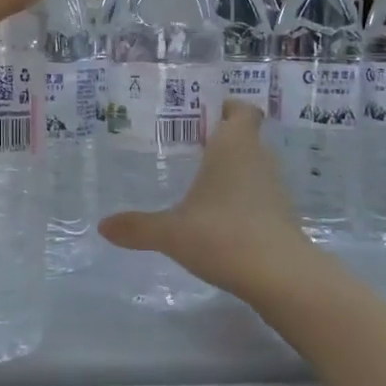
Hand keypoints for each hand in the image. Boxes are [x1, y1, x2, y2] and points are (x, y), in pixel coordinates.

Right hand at [98, 102, 312, 294]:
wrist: (280, 277)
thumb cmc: (222, 235)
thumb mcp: (171, 232)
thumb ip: (137, 227)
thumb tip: (103, 226)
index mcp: (234, 147)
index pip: (242, 111)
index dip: (228, 108)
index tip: (205, 114)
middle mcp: (258, 160)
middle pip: (246, 138)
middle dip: (222, 140)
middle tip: (189, 148)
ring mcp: (275, 189)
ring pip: (253, 167)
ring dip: (233, 172)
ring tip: (200, 183)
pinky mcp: (282, 217)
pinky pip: (259, 196)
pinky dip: (242, 200)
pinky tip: (219, 219)